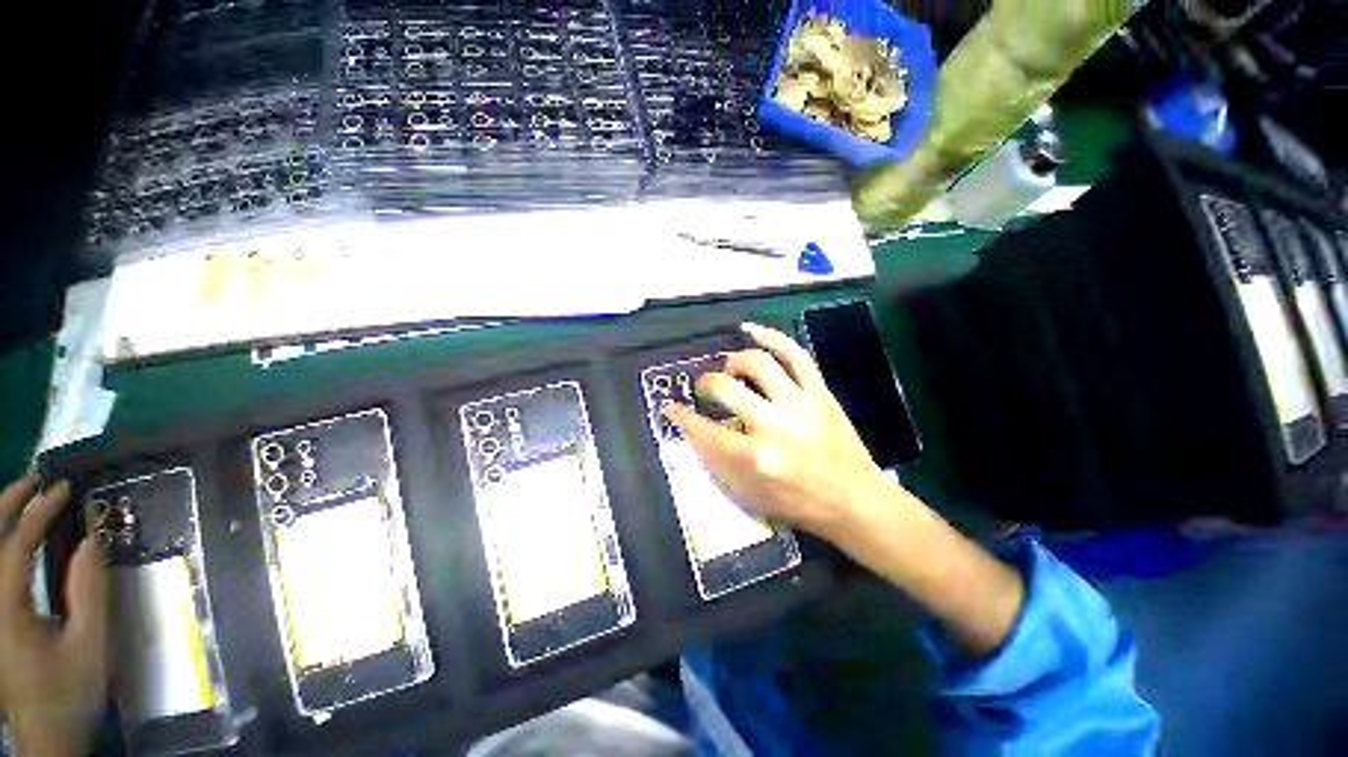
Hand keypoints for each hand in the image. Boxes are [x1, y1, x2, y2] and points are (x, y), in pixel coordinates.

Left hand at [1, 476, 107, 756]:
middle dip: (7, 505)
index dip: (37, 513)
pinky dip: (4, 545)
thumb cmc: (70, 692)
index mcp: (6, 611)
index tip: (63, 490)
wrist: (47, 735)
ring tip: (26, 499)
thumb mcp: (88, 646)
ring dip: (2, 521)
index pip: (14, 546)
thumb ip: (89, 592)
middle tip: (35, 479)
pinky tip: (16, 539)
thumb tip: (92, 541)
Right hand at [662, 323, 892, 537]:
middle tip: (705, 386)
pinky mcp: (820, 393)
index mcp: (755, 457)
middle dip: (707, 383)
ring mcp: (800, 405)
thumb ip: (720, 463)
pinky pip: (797, 356)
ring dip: (736, 360)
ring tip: (730, 367)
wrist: (856, 501)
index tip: (671, 407)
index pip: (705, 430)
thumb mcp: (751, 496)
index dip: (681, 417)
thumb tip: (697, 432)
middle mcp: (774, 426)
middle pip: (728, 388)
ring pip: (760, 364)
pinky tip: (754, 332)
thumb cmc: (800, 504)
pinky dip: (774, 338)